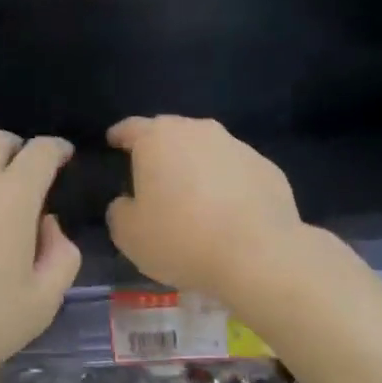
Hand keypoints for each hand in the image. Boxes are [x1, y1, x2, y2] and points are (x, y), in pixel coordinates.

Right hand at [105, 116, 302, 296]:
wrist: (258, 255)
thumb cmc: (181, 239)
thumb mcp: (128, 234)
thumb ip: (120, 210)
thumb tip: (129, 202)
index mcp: (157, 139)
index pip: (131, 127)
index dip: (119, 136)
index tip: (113, 143)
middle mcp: (198, 131)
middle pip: (172, 133)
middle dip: (160, 151)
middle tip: (153, 177)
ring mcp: (237, 147)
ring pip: (206, 151)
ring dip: (196, 167)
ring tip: (193, 198)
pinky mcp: (267, 168)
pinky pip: (236, 172)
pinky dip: (227, 185)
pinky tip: (227, 213)